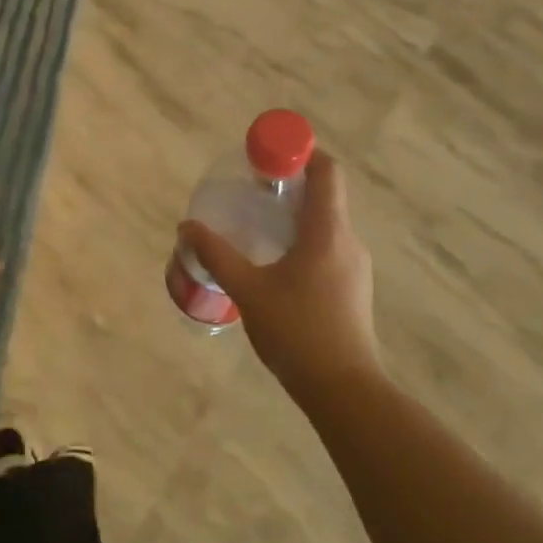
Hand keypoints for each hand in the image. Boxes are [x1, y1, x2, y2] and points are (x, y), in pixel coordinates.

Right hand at [179, 152, 380, 405]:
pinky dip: (302, 241)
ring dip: (294, 216)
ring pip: (326, 224)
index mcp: (328, 232)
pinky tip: (275, 264)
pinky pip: (328, 247)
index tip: (268, 156)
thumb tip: (187, 227)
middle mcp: (348, 241)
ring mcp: (355, 266)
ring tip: (257, 227)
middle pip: (325, 195)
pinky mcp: (352, 288)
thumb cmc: (297, 332)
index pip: (327, 171)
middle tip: (252, 190)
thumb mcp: (248, 290)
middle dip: (289, 185)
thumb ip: (217, 254)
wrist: (343, 390)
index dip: (301, 153)